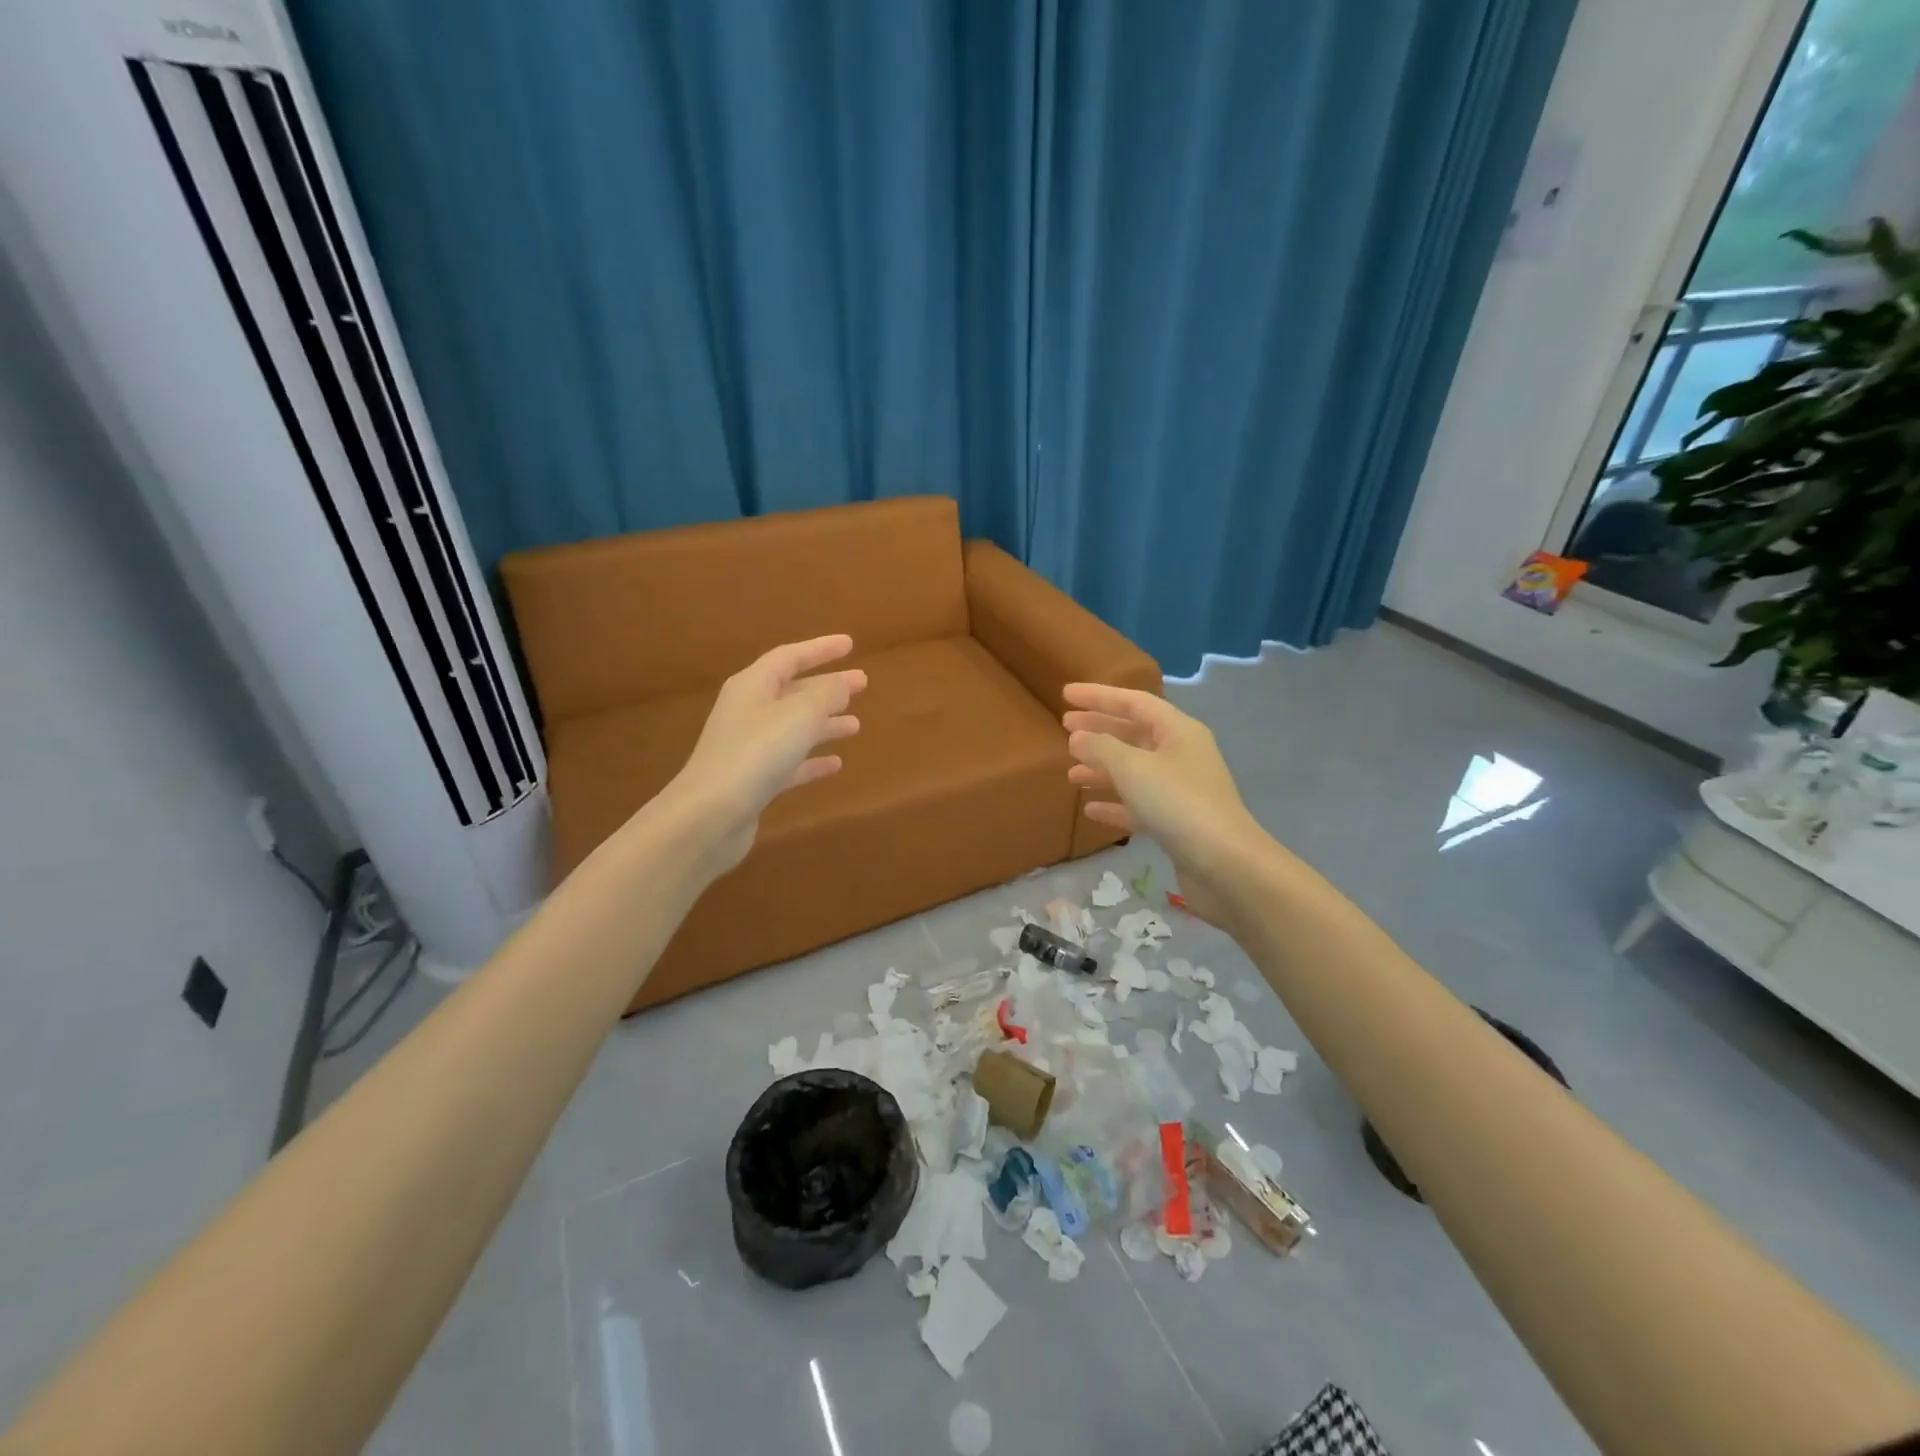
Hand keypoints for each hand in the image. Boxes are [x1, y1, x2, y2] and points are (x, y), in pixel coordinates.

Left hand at [665, 635, 865, 874]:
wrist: (710, 815)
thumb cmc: (756, 753)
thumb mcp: (800, 715)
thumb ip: (826, 694)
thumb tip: (842, 684)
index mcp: (753, 686)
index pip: (789, 656)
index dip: (821, 649)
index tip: (850, 644)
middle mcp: (748, 711)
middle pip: (793, 691)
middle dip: (828, 686)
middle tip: (862, 683)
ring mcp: (749, 747)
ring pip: (794, 727)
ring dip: (824, 723)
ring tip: (856, 725)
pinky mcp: (753, 780)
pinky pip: (790, 762)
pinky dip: (812, 760)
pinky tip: (836, 764)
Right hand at [1061, 684, 1266, 925]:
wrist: (1225, 864)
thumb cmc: (1177, 803)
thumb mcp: (1132, 768)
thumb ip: (1100, 747)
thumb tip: (1078, 737)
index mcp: (1177, 730)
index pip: (1133, 702)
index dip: (1098, 696)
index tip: (1065, 694)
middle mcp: (1181, 754)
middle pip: (1134, 734)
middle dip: (1099, 730)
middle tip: (1064, 728)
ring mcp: (1180, 790)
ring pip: (1134, 771)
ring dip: (1102, 769)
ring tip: (1070, 773)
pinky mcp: (1176, 822)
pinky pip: (1139, 804)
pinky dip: (1115, 803)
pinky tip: (1090, 809)